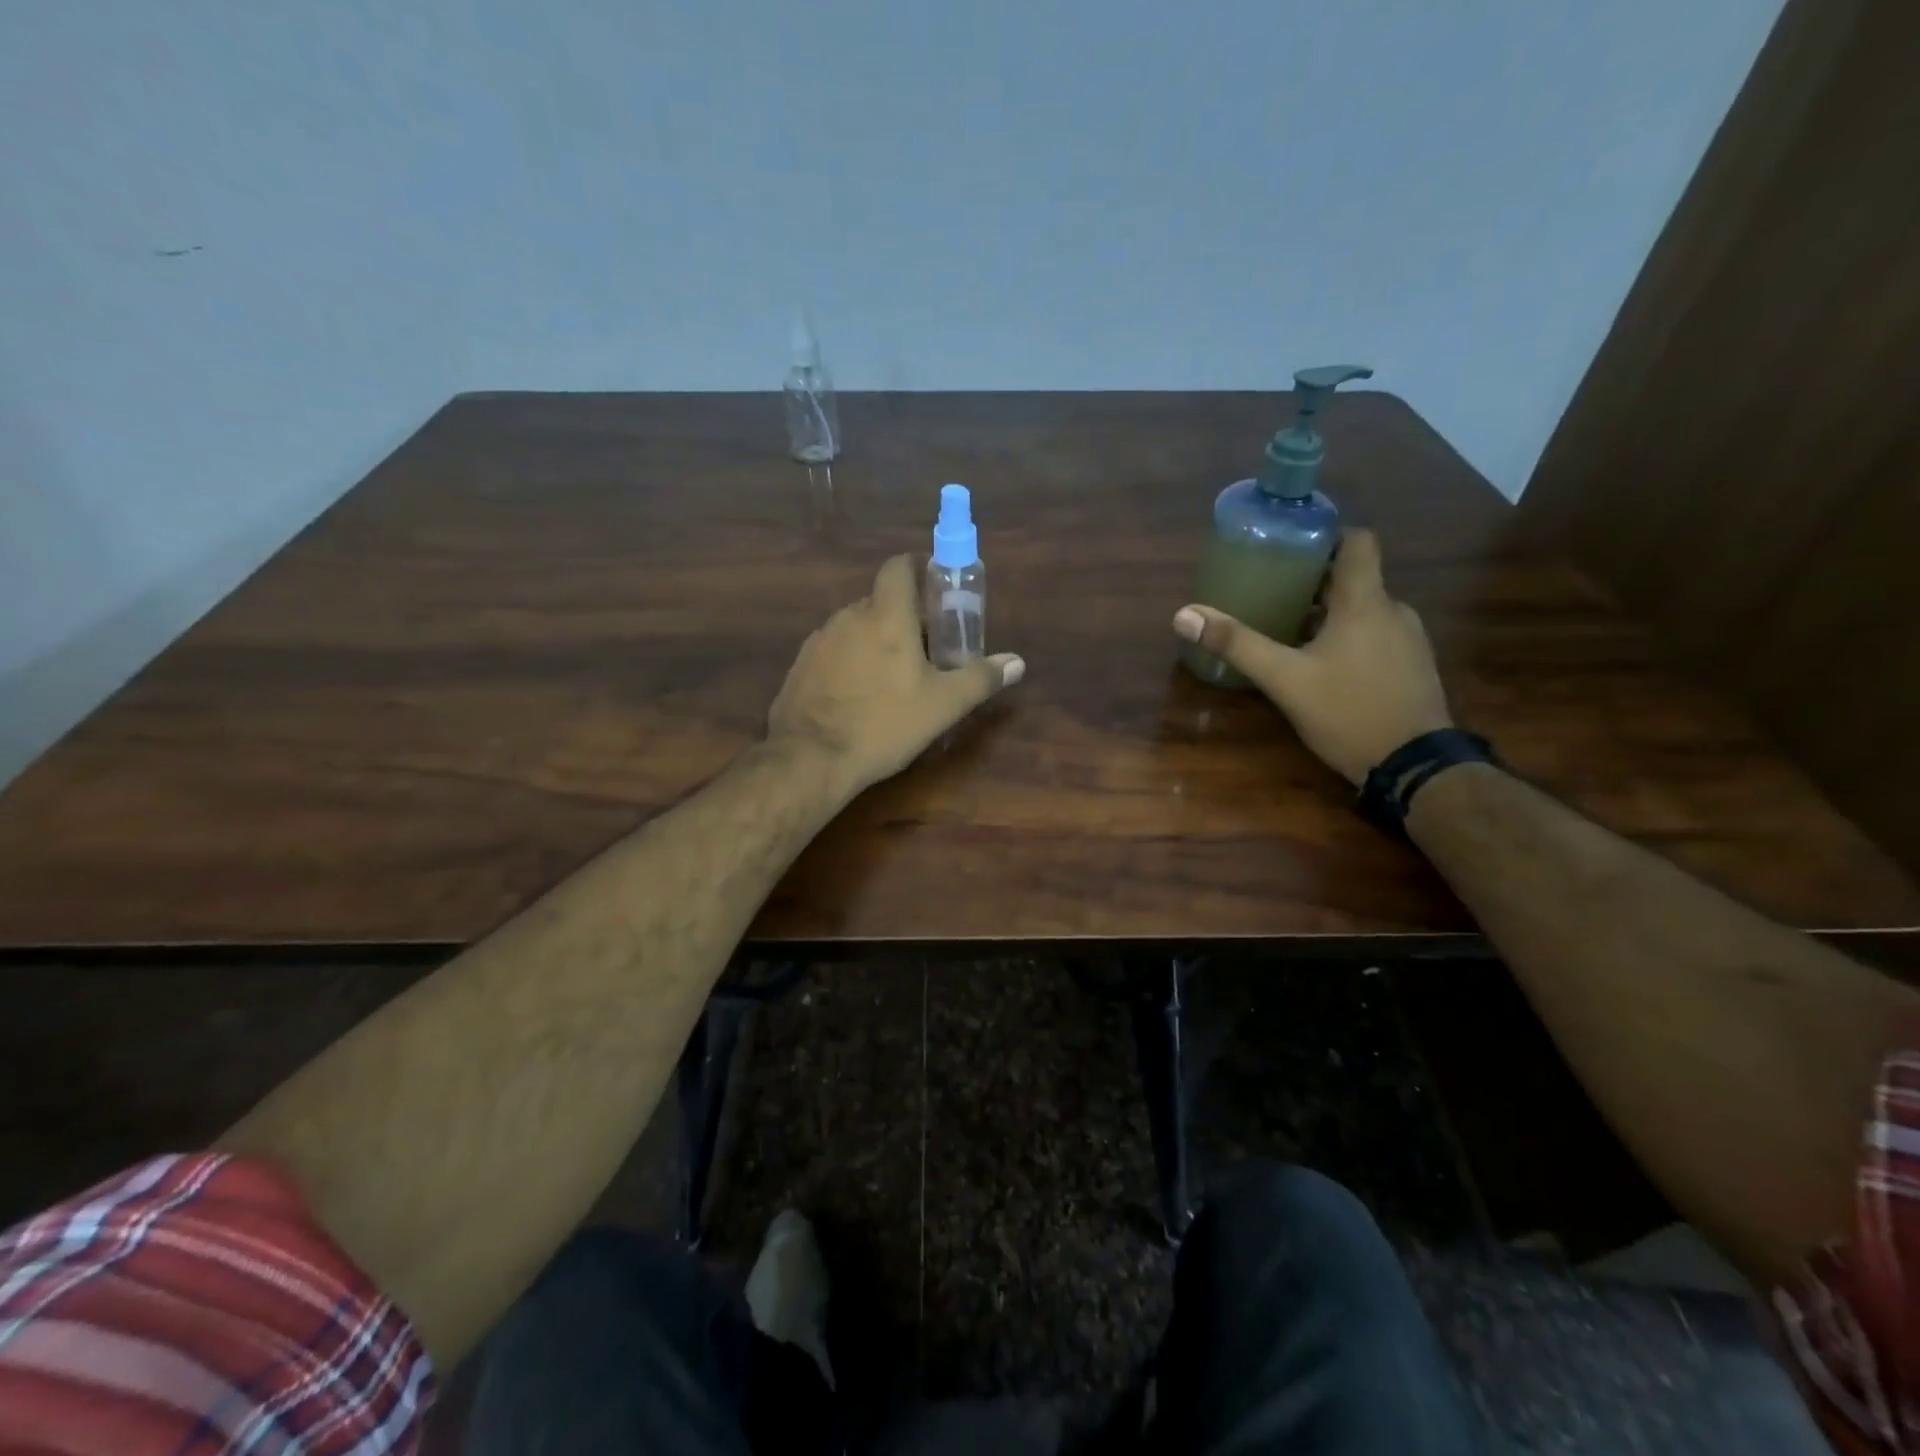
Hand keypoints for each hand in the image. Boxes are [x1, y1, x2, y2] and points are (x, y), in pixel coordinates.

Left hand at [769, 555, 1024, 793]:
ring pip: (855, 627)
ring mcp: (819, 641)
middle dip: (904, 616)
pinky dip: (850, 661)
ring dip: (875, 640)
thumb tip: (1017, 662)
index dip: (918, 569)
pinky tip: (859, 695)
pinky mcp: (800, 666)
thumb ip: (981, 678)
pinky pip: (833, 651)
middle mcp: (848, 617)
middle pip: (880, 600)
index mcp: (886, 616)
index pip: (899, 566)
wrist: (811, 758)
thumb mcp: (943, 705)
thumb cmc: (884, 724)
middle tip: (925, 648)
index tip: (936, 590)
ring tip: (892, 677)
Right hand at [1171, 530, 1450, 785]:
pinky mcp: (1413, 668)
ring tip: (1290, 629)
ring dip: (1330, 613)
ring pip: (1365, 610)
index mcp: (1365, 602)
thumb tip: (1184, 616)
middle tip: (1273, 592)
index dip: (1326, 537)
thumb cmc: (1348, 711)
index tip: (1290, 548)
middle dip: (1314, 581)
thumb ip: (1237, 644)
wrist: (1415, 767)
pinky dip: (1349, 638)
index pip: (1358, 541)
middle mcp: (1394, 611)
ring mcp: (1409, 641)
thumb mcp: (1284, 679)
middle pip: (1354, 578)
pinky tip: (1323, 666)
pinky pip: (1377, 637)